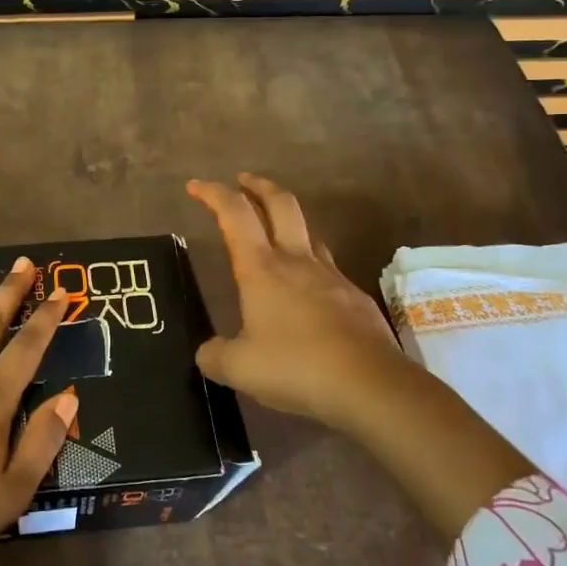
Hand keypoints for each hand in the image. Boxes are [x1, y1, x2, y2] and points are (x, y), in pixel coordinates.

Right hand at [188, 174, 439, 440]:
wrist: (370, 385)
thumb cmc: (296, 367)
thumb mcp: (239, 368)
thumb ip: (215, 356)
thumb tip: (207, 353)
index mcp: (262, 269)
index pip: (235, 215)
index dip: (214, 194)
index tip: (196, 186)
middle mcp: (297, 261)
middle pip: (280, 204)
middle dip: (259, 186)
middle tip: (243, 180)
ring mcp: (331, 277)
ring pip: (308, 233)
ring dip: (288, 222)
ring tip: (275, 234)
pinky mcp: (354, 298)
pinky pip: (327, 269)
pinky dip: (310, 266)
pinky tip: (307, 292)